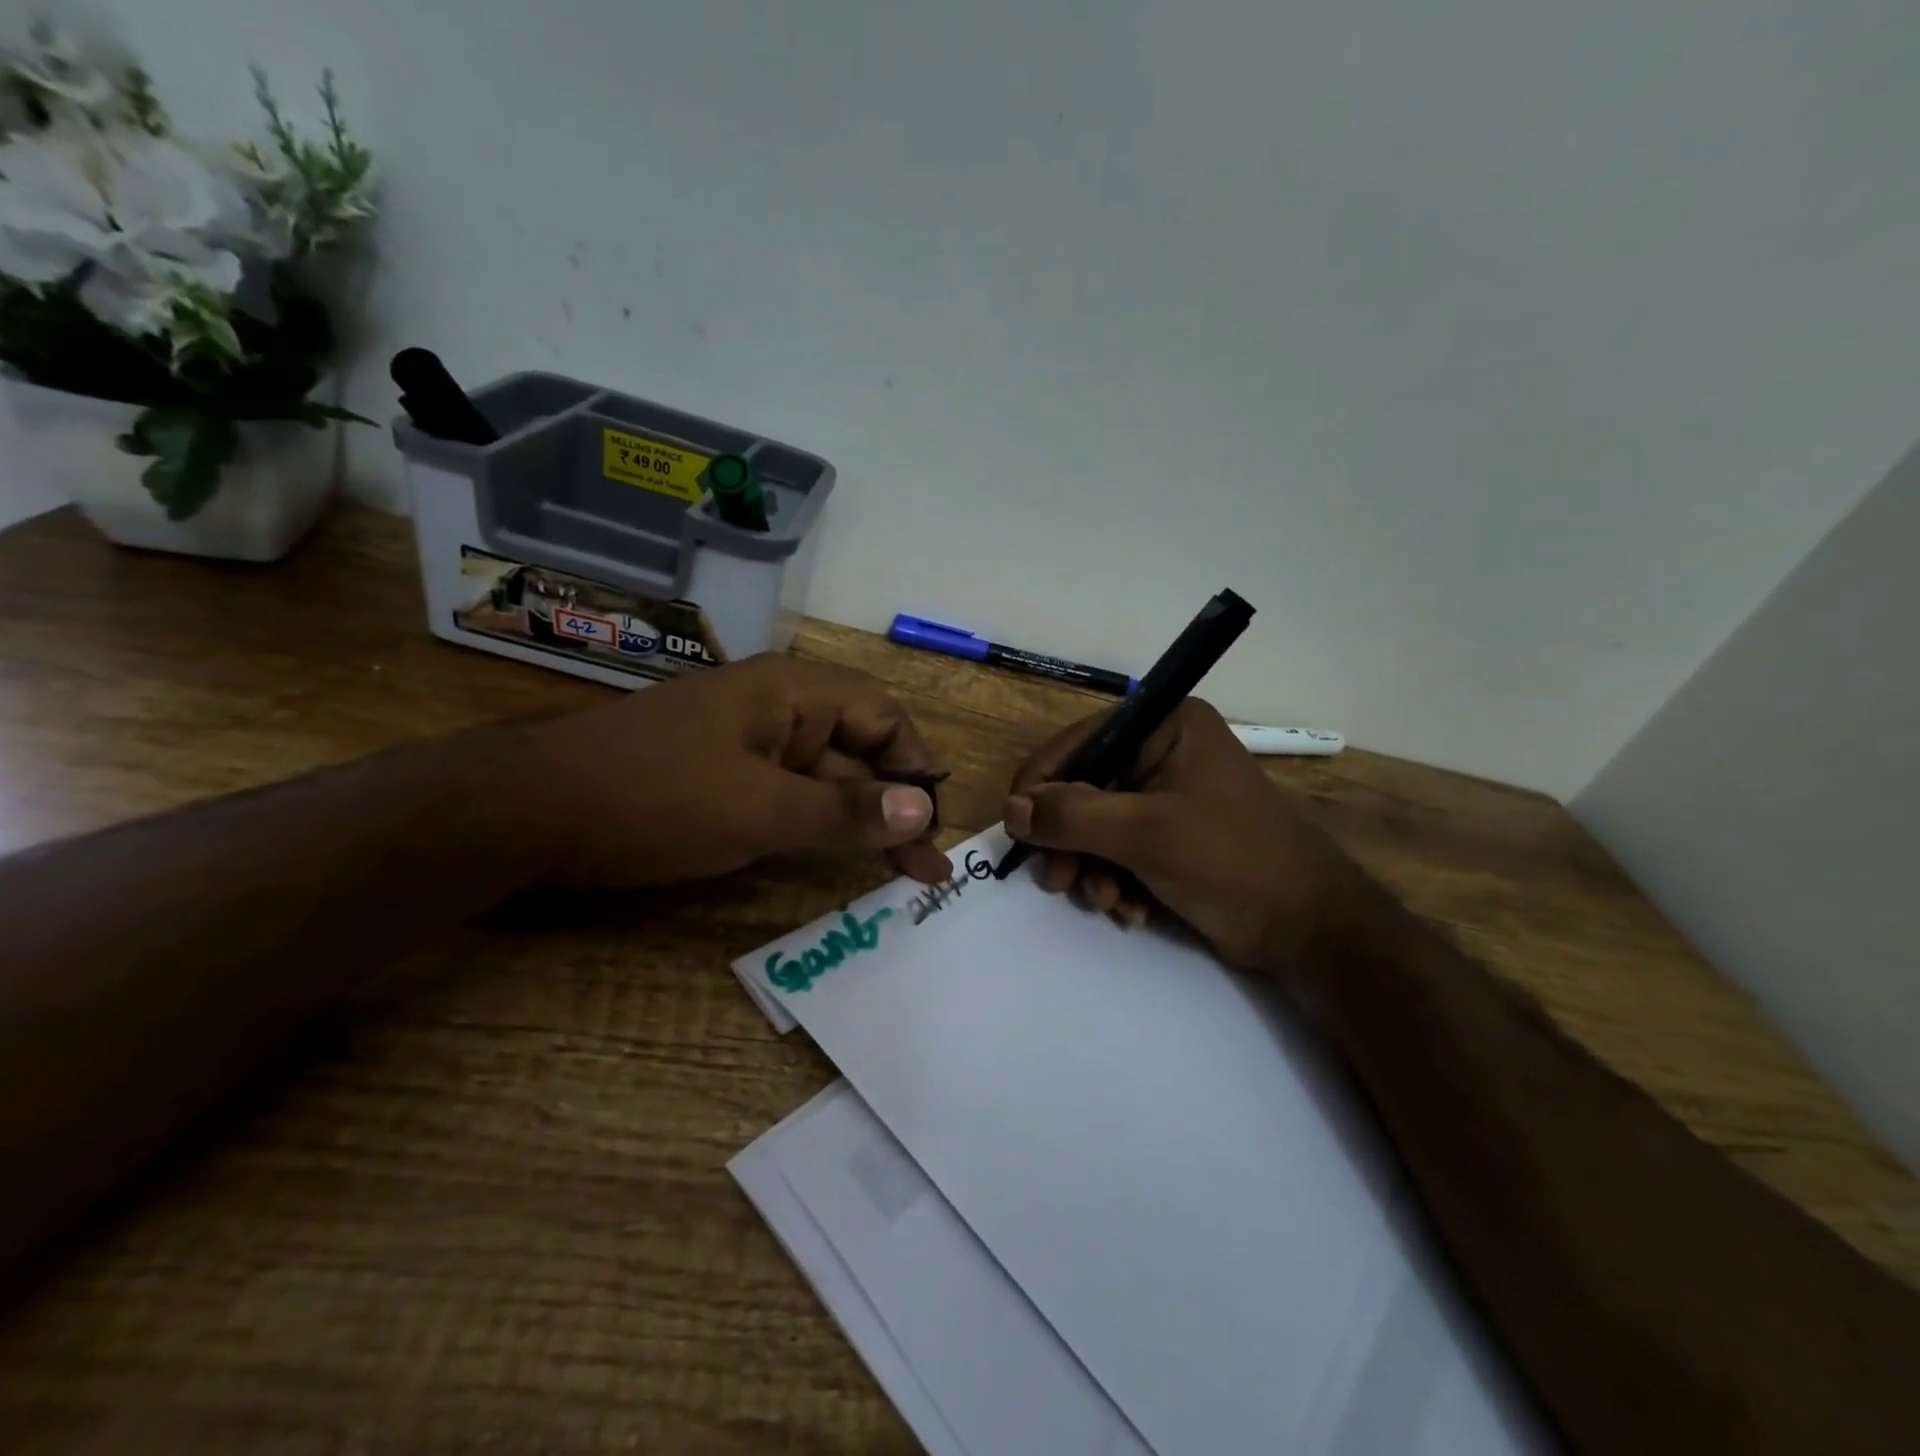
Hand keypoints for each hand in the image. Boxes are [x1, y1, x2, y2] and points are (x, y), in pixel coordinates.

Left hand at [513, 655, 953, 886]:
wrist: (525, 814)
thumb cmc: (653, 798)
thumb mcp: (759, 809)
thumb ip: (845, 809)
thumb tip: (924, 809)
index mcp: (791, 692)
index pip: (882, 716)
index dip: (914, 767)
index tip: (930, 826)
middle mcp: (777, 709)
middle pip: (857, 751)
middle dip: (894, 806)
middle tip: (925, 870)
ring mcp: (747, 745)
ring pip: (823, 780)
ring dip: (860, 822)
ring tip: (901, 874)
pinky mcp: (723, 779)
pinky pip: (787, 798)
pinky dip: (817, 828)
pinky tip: (837, 860)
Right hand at [1002, 699, 1362, 974]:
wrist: (1308, 929)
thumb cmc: (1231, 862)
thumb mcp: (1145, 834)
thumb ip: (1072, 816)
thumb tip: (1009, 809)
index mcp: (1164, 726)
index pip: (1078, 743)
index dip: (1041, 786)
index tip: (1018, 833)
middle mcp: (1162, 751)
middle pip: (1082, 787)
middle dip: (1070, 840)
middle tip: (1060, 882)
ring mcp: (1166, 794)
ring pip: (1094, 825)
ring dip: (1091, 868)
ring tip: (1107, 902)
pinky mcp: (1169, 834)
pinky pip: (1117, 849)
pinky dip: (1114, 880)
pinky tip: (1131, 909)